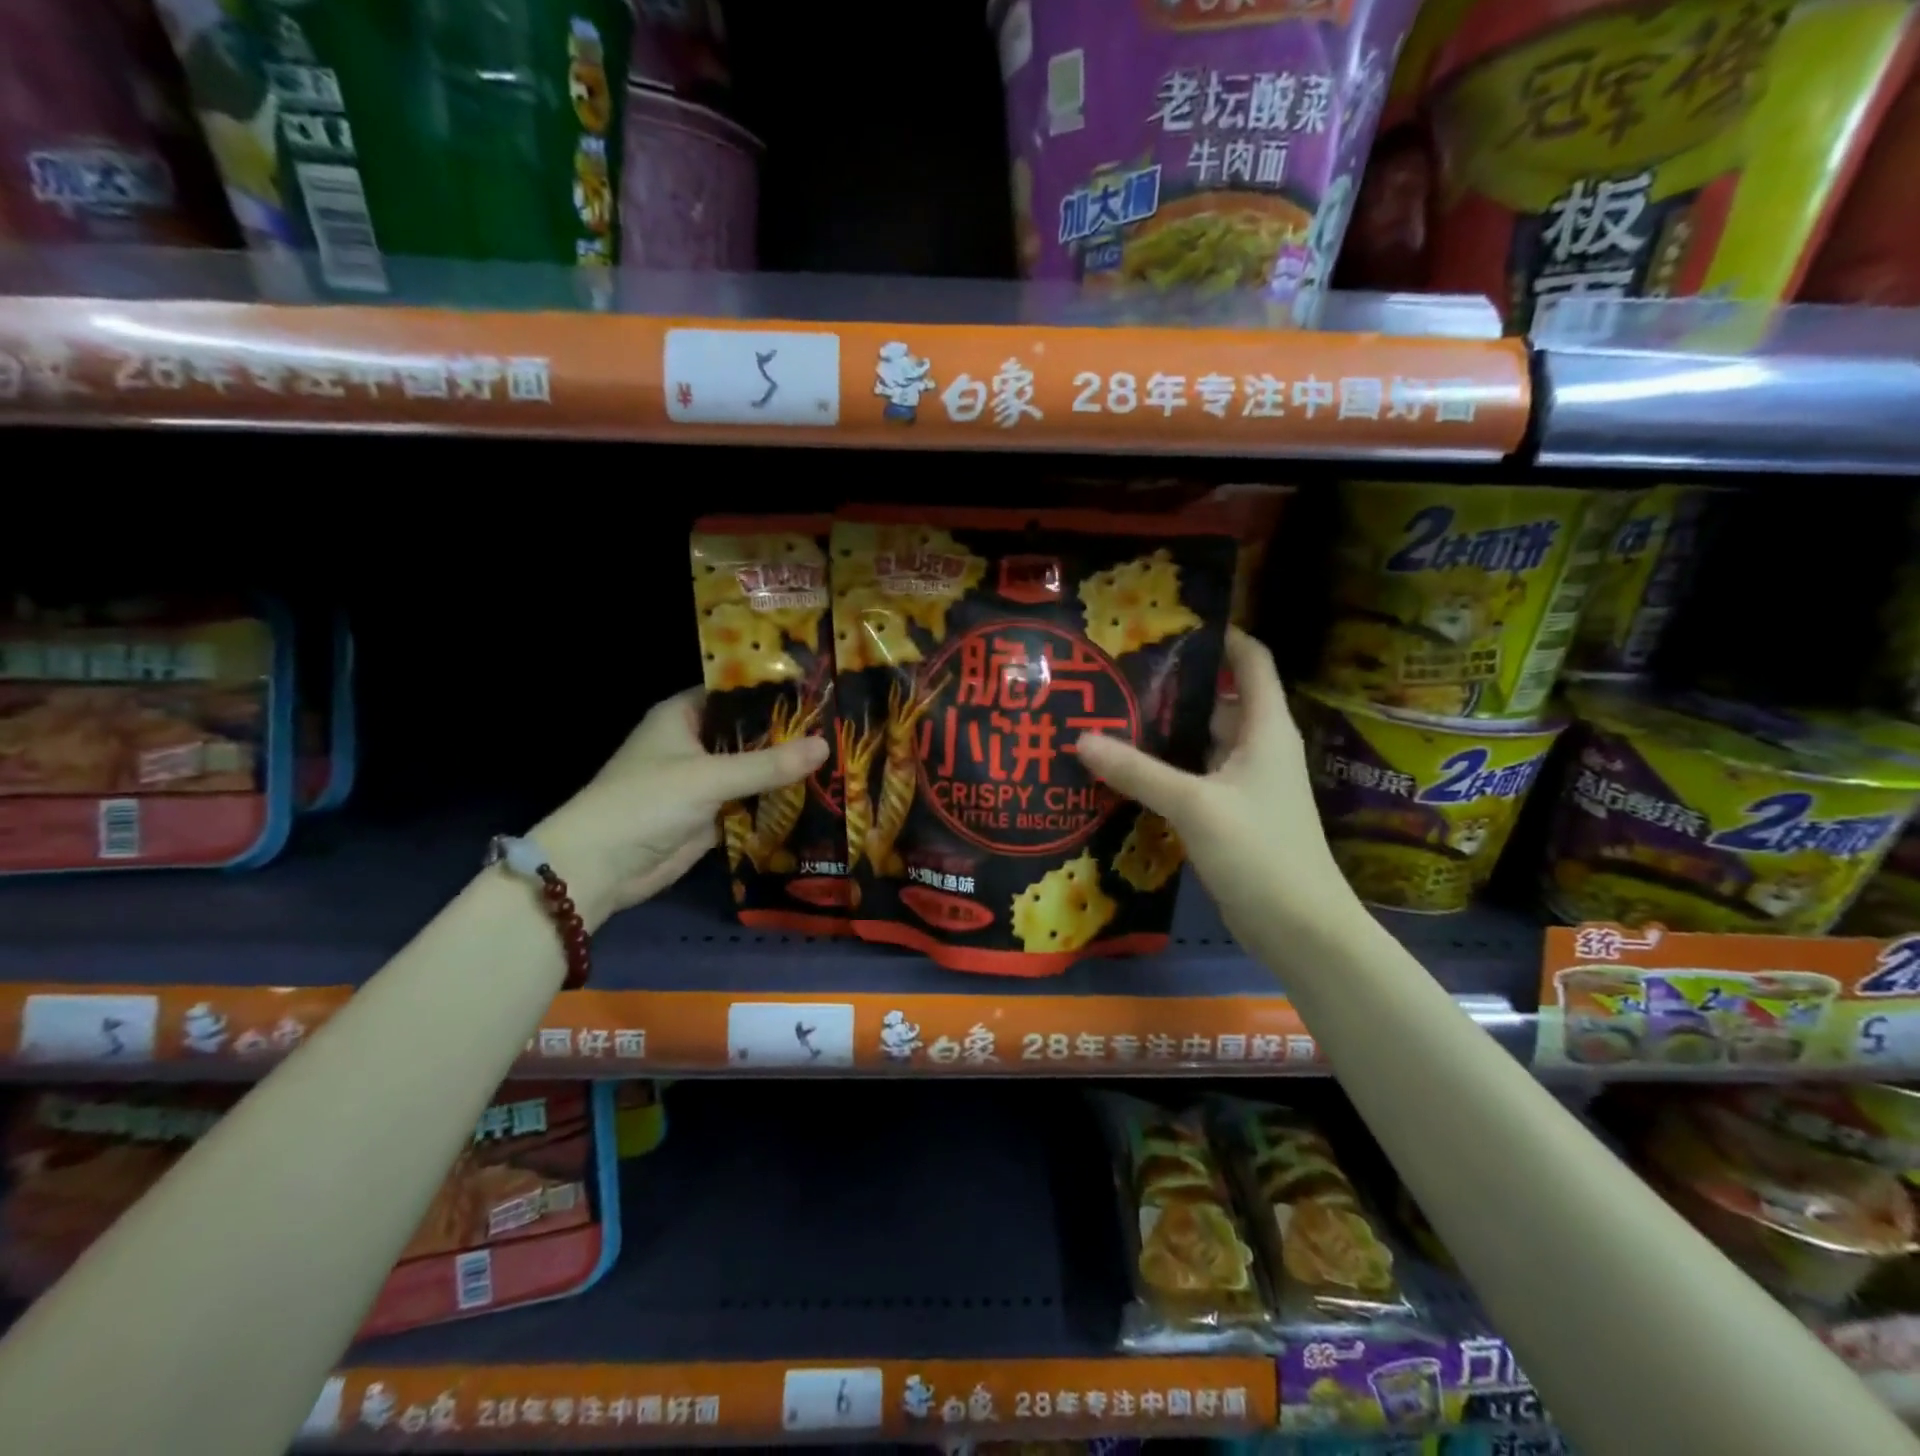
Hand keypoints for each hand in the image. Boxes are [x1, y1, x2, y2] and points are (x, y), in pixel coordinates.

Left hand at [535, 688, 828, 929]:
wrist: (600, 867)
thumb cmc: (646, 803)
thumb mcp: (709, 777)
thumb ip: (768, 764)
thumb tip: (825, 746)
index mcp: (684, 716)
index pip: (737, 694)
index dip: (776, 693)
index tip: (821, 693)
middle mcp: (695, 743)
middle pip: (751, 734)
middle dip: (790, 736)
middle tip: (842, 731)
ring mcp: (704, 781)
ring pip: (754, 771)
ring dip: (787, 772)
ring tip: (841, 762)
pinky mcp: (711, 816)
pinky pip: (751, 803)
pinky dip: (777, 804)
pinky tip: (818, 799)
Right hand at [1076, 628, 1360, 946]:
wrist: (1301, 929)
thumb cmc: (1261, 852)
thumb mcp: (1194, 805)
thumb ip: (1137, 771)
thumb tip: (1080, 738)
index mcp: (1265, 728)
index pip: (1251, 660)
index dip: (1221, 635)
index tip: (1170, 624)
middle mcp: (1257, 747)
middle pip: (1215, 700)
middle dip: (1170, 686)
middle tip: (1115, 675)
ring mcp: (1243, 783)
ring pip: (1198, 742)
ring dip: (1161, 732)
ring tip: (1107, 717)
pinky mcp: (1229, 815)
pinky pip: (1191, 778)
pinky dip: (1162, 770)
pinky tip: (1121, 771)